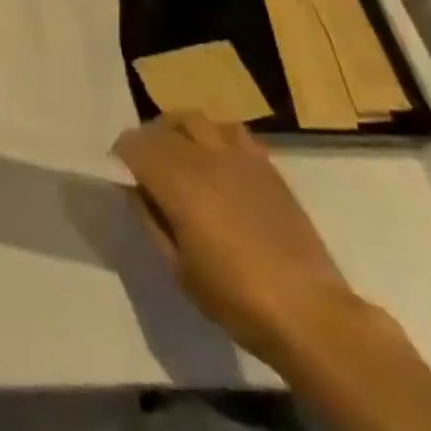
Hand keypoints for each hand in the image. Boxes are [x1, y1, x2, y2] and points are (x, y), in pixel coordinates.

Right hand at [114, 115, 361, 369]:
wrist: (308, 312)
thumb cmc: (235, 297)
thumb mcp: (177, 268)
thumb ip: (151, 220)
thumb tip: (137, 191)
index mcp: (178, 181)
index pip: (134, 144)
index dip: (122, 155)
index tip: (121, 173)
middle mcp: (204, 157)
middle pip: (162, 126)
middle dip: (146, 140)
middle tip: (145, 165)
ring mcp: (238, 156)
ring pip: (195, 119)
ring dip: (178, 130)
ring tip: (179, 153)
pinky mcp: (266, 165)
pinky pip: (230, 130)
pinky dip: (213, 135)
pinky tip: (216, 159)